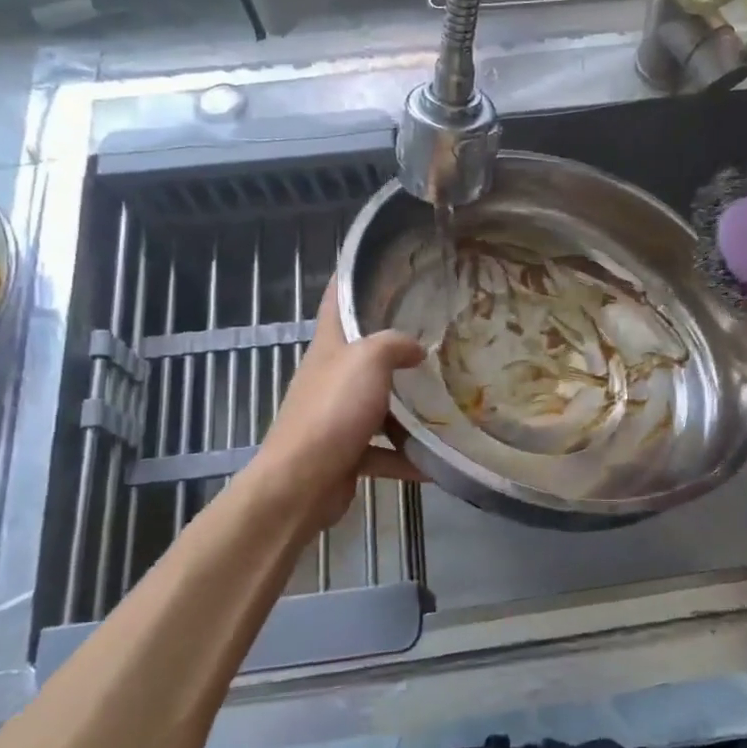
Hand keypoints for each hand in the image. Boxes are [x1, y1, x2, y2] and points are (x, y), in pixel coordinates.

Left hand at [244, 281, 425, 531]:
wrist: (301, 482)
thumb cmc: (333, 411)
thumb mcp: (368, 361)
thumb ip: (395, 344)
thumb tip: (415, 348)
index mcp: (329, 347)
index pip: (336, 300)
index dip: (351, 277)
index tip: (380, 264)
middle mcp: (329, 377)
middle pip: (362, 353)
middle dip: (395, 346)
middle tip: (436, 337)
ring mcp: (336, 417)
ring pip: (376, 404)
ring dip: (406, 407)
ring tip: (445, 400)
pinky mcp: (345, 453)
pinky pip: (382, 451)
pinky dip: (406, 457)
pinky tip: (435, 461)